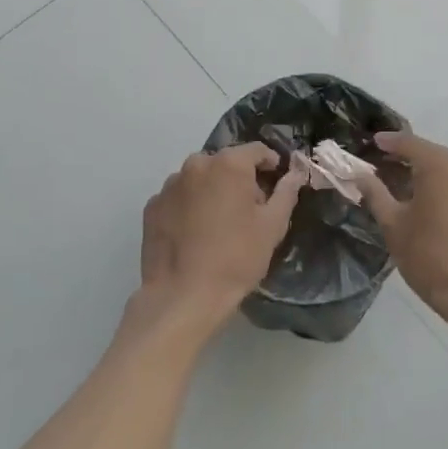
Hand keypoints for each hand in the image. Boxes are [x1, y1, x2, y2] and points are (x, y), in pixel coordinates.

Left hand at [138, 144, 304, 326]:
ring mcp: (170, 185)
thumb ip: (286, 192)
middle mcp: (196, 164)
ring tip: (218, 225)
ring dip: (212, 191)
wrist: (182, 297)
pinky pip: (179, 198)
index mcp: (228, 164)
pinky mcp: (152, 206)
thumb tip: (295, 173)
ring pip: (200, 179)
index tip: (276, 183)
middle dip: (240, 180)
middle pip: (226, 163)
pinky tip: (194, 234)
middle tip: (249, 211)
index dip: (271, 164)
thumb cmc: (236, 258)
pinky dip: (189, 207)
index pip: (257, 150)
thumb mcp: (272, 226)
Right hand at [358, 131, 447, 329]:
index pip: (410, 143)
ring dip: (446, 188)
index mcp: (440, 167)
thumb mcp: (394, 228)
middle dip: (418, 165)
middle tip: (399, 176)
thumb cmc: (432, 259)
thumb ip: (376, 194)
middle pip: (439, 160)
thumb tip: (361, 175)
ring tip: (431, 208)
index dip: (391, 142)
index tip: (376, 142)